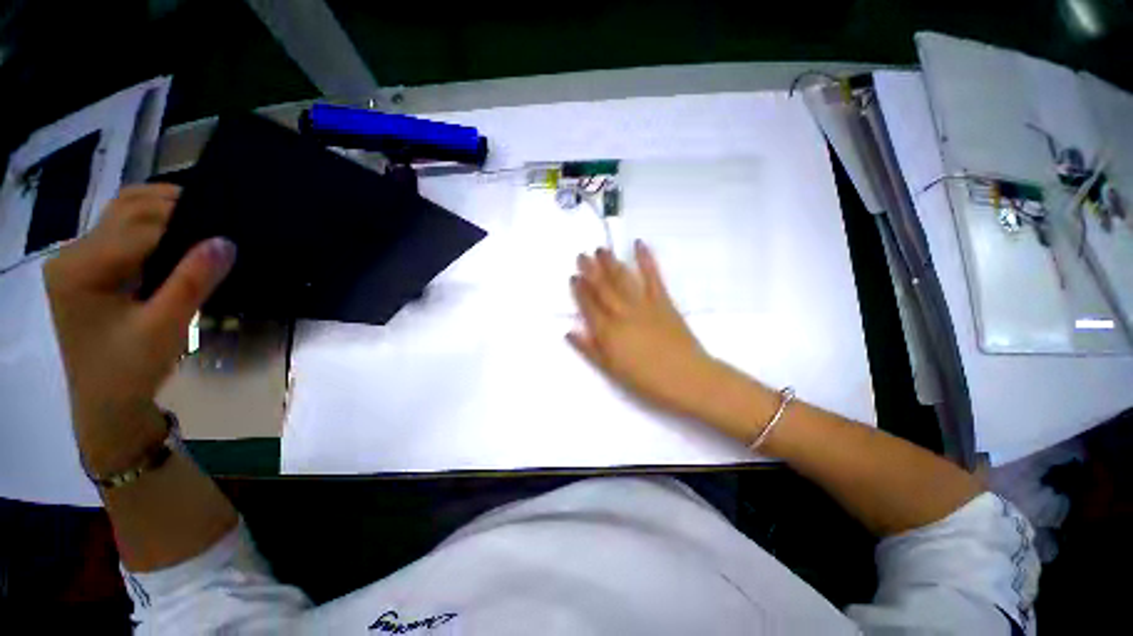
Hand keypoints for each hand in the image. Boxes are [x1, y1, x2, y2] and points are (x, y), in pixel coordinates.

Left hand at [44, 185, 234, 472]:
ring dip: (164, 210)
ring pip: (124, 213)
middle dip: (175, 206)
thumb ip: (192, 282)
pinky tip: (180, 237)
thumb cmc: (130, 370)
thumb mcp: (165, 328)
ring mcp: (79, 260)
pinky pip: (124, 231)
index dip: (186, 222)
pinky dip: (155, 225)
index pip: (139, 227)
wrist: (106, 404)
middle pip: (127, 209)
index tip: (230, 224)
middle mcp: (73, 255)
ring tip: (204, 221)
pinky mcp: (90, 269)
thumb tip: (226, 241)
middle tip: (221, 216)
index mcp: (80, 268)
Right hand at [568, 242, 726, 420]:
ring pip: (623, 279)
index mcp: (607, 332)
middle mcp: (622, 313)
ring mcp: (643, 305)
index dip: (580, 290)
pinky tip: (639, 245)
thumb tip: (569, 332)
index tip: (573, 276)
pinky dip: (646, 260)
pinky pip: (653, 277)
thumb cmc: (646, 380)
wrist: (686, 378)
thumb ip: (589, 350)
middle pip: (603, 288)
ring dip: (611, 263)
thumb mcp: (611, 370)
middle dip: (591, 271)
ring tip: (601, 250)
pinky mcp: (663, 301)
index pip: (589, 306)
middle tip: (582, 255)